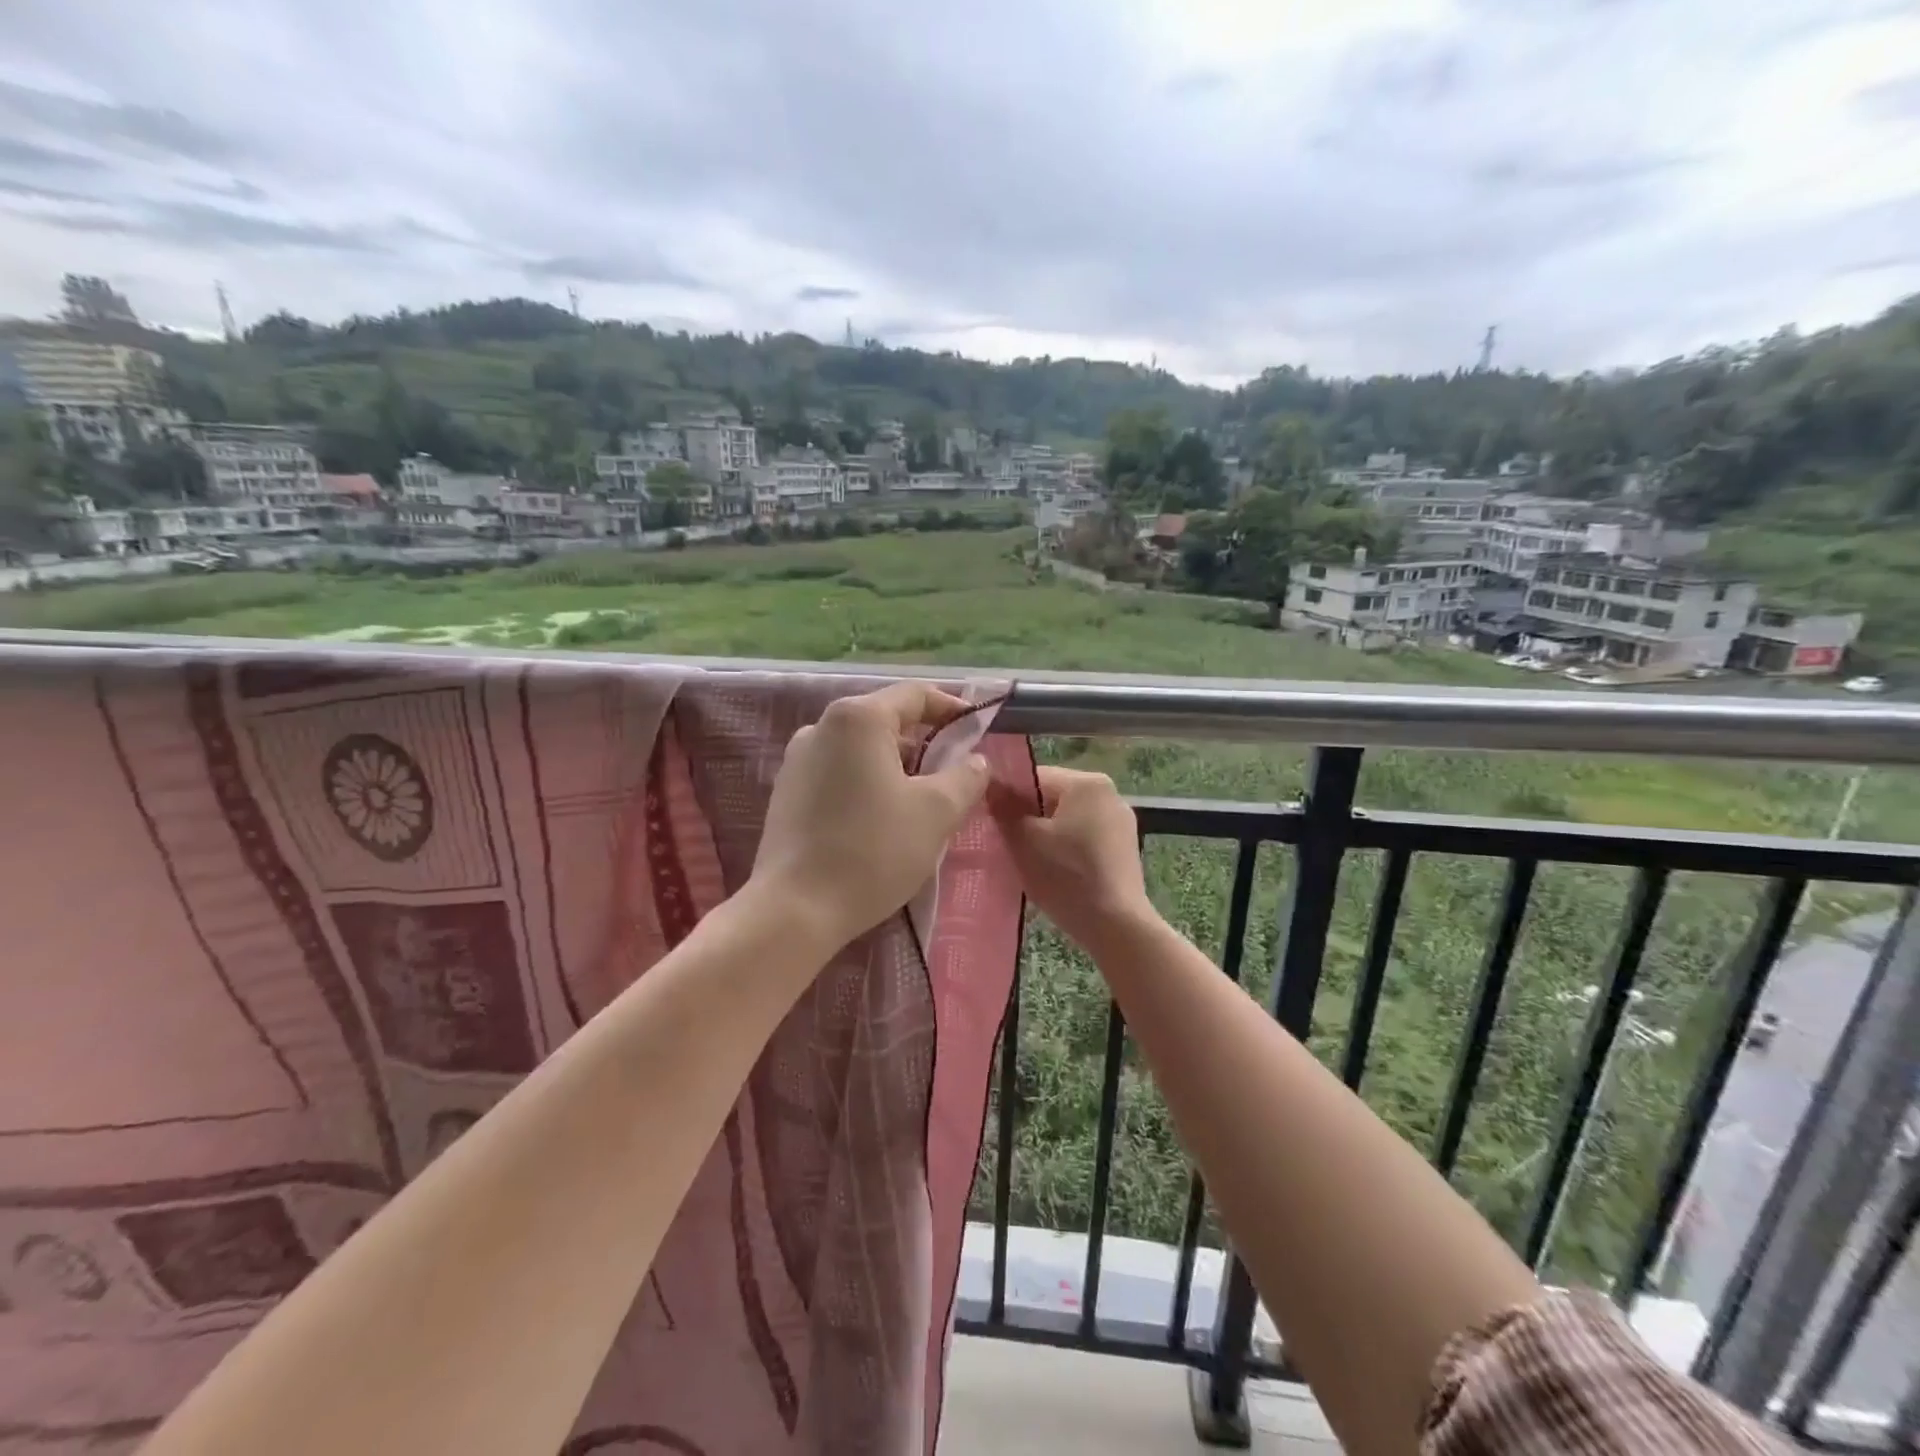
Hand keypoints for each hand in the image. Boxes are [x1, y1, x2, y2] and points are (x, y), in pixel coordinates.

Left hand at [751, 682, 991, 949]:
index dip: (952, 710)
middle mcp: (821, 727)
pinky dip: (867, 784)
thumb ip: (965, 777)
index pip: (915, 695)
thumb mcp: (936, 812)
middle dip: (925, 744)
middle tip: (954, 776)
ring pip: (861, 750)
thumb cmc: (873, 850)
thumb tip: (976, 761)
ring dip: (896, 767)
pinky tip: (880, 821)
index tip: (978, 734)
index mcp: (858, 718)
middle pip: (886, 721)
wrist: (796, 909)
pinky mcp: (786, 793)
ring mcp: (797, 760)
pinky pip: (838, 773)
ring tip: (921, 803)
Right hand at [991, 767, 1154, 951]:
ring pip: (1068, 819)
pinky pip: (1084, 838)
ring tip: (1028, 861)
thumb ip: (1004, 808)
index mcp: (1087, 783)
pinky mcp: (1124, 849)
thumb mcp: (1024, 841)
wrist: (1117, 928)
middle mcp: (1110, 794)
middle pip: (1053, 797)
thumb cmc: (1067, 876)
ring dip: (1045, 836)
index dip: (1007, 797)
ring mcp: (1121, 823)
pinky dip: (1066, 850)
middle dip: (1027, 818)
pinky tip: (1054, 873)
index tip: (990, 822)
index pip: (1034, 778)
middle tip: (1006, 844)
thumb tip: (989, 784)